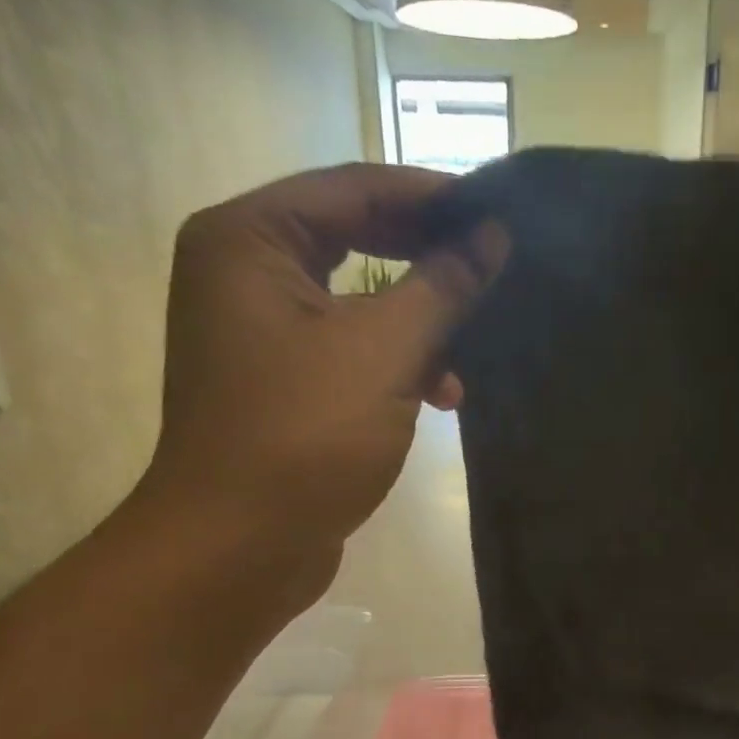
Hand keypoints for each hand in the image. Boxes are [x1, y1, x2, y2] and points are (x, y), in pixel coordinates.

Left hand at [142, 163, 505, 583]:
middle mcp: (245, 274)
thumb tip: (491, 236)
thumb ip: (441, 287)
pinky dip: (396, 366)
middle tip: (495, 269)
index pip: (354, 189)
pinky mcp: (284, 387)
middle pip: (354, 241)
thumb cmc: (304, 436)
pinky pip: (351, 352)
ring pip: (358, 304)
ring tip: (470, 354)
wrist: (238, 548)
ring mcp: (261, 334)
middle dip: (428, 262)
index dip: (433, 197)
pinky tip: (441, 396)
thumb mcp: (383, 353)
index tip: (500, 212)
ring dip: (418, 325)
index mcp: (248, 239)